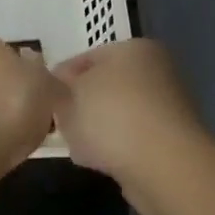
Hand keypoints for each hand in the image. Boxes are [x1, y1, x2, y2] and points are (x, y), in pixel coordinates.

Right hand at [53, 40, 209, 214]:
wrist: (164, 167)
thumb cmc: (111, 116)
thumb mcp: (68, 95)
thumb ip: (58, 89)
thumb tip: (58, 90)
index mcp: (133, 48)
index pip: (86, 57)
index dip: (60, 78)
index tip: (43, 100)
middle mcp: (156, 71)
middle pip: (104, 86)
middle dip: (79, 105)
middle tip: (58, 123)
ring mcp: (167, 107)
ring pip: (117, 114)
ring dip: (96, 129)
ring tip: (77, 146)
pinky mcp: (171, 141)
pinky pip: (131, 140)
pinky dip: (116, 148)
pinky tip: (99, 162)